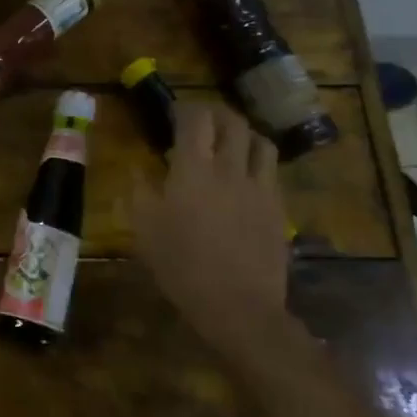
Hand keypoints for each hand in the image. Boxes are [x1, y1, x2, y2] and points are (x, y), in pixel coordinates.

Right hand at [133, 102, 290, 337]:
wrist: (239, 307)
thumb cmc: (182, 266)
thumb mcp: (144, 230)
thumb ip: (138, 192)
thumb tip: (137, 168)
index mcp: (193, 169)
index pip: (196, 118)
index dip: (185, 108)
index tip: (174, 114)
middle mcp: (230, 169)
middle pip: (233, 122)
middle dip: (217, 114)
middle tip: (202, 121)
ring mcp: (260, 189)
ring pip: (261, 143)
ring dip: (244, 135)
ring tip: (231, 144)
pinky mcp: (278, 210)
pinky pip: (272, 174)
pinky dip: (258, 165)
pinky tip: (246, 180)